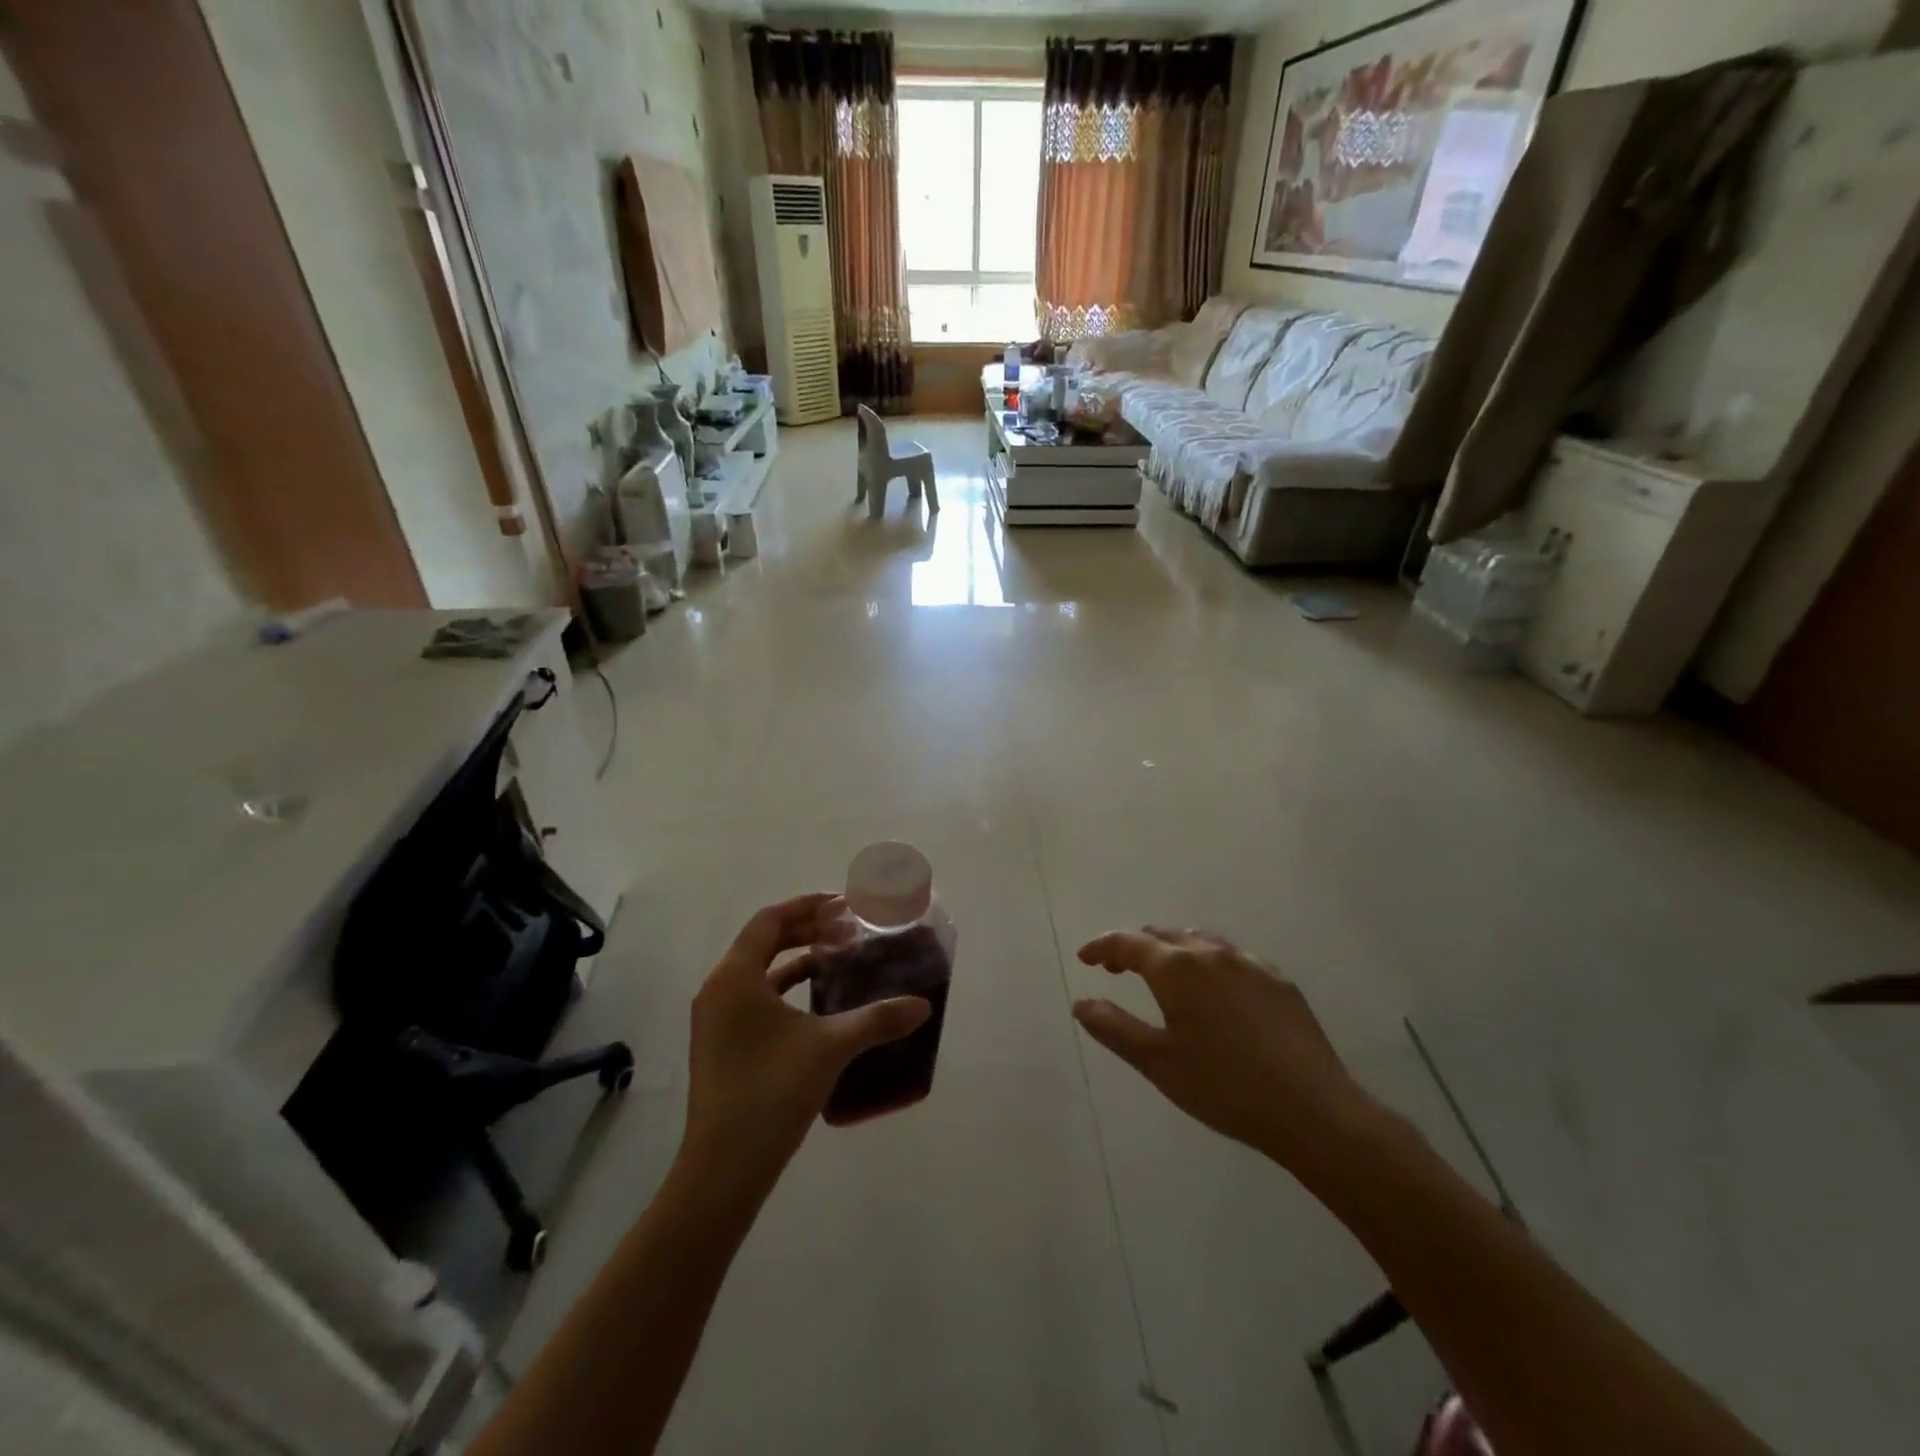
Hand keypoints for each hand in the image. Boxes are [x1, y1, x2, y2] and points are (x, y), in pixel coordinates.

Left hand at [681, 894, 931, 1190]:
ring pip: (756, 971)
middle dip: (803, 930)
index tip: (842, 905)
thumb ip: (877, 1020)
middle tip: (845, 929)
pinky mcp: (718, 1045)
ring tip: (834, 959)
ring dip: (793, 960)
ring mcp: (714, 1020)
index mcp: (735, 976)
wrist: (723, 1169)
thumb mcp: (830, 1048)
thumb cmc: (772, 1092)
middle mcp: (718, 989)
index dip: (806, 906)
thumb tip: (922, 1006)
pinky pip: (752, 998)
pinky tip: (814, 1005)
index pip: (770, 920)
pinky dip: (782, 989)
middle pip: (761, 942)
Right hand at [1073, 927, 1380, 1174]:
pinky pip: (1233, 959)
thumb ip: (1113, 1027)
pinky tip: (1216, 993)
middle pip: (1164, 935)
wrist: (1312, 1110)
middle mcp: (1212, 953)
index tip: (1084, 958)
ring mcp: (1251, 964)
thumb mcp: (1157, 1062)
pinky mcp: (1279, 982)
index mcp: (1177, 968)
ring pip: (1201, 941)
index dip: (1101, 946)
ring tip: (1164, 975)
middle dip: (1135, 946)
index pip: (1128, 942)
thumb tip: (1081, 1002)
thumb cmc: (1223, 1086)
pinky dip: (1209, 964)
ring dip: (1173, 950)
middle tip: (1118, 969)